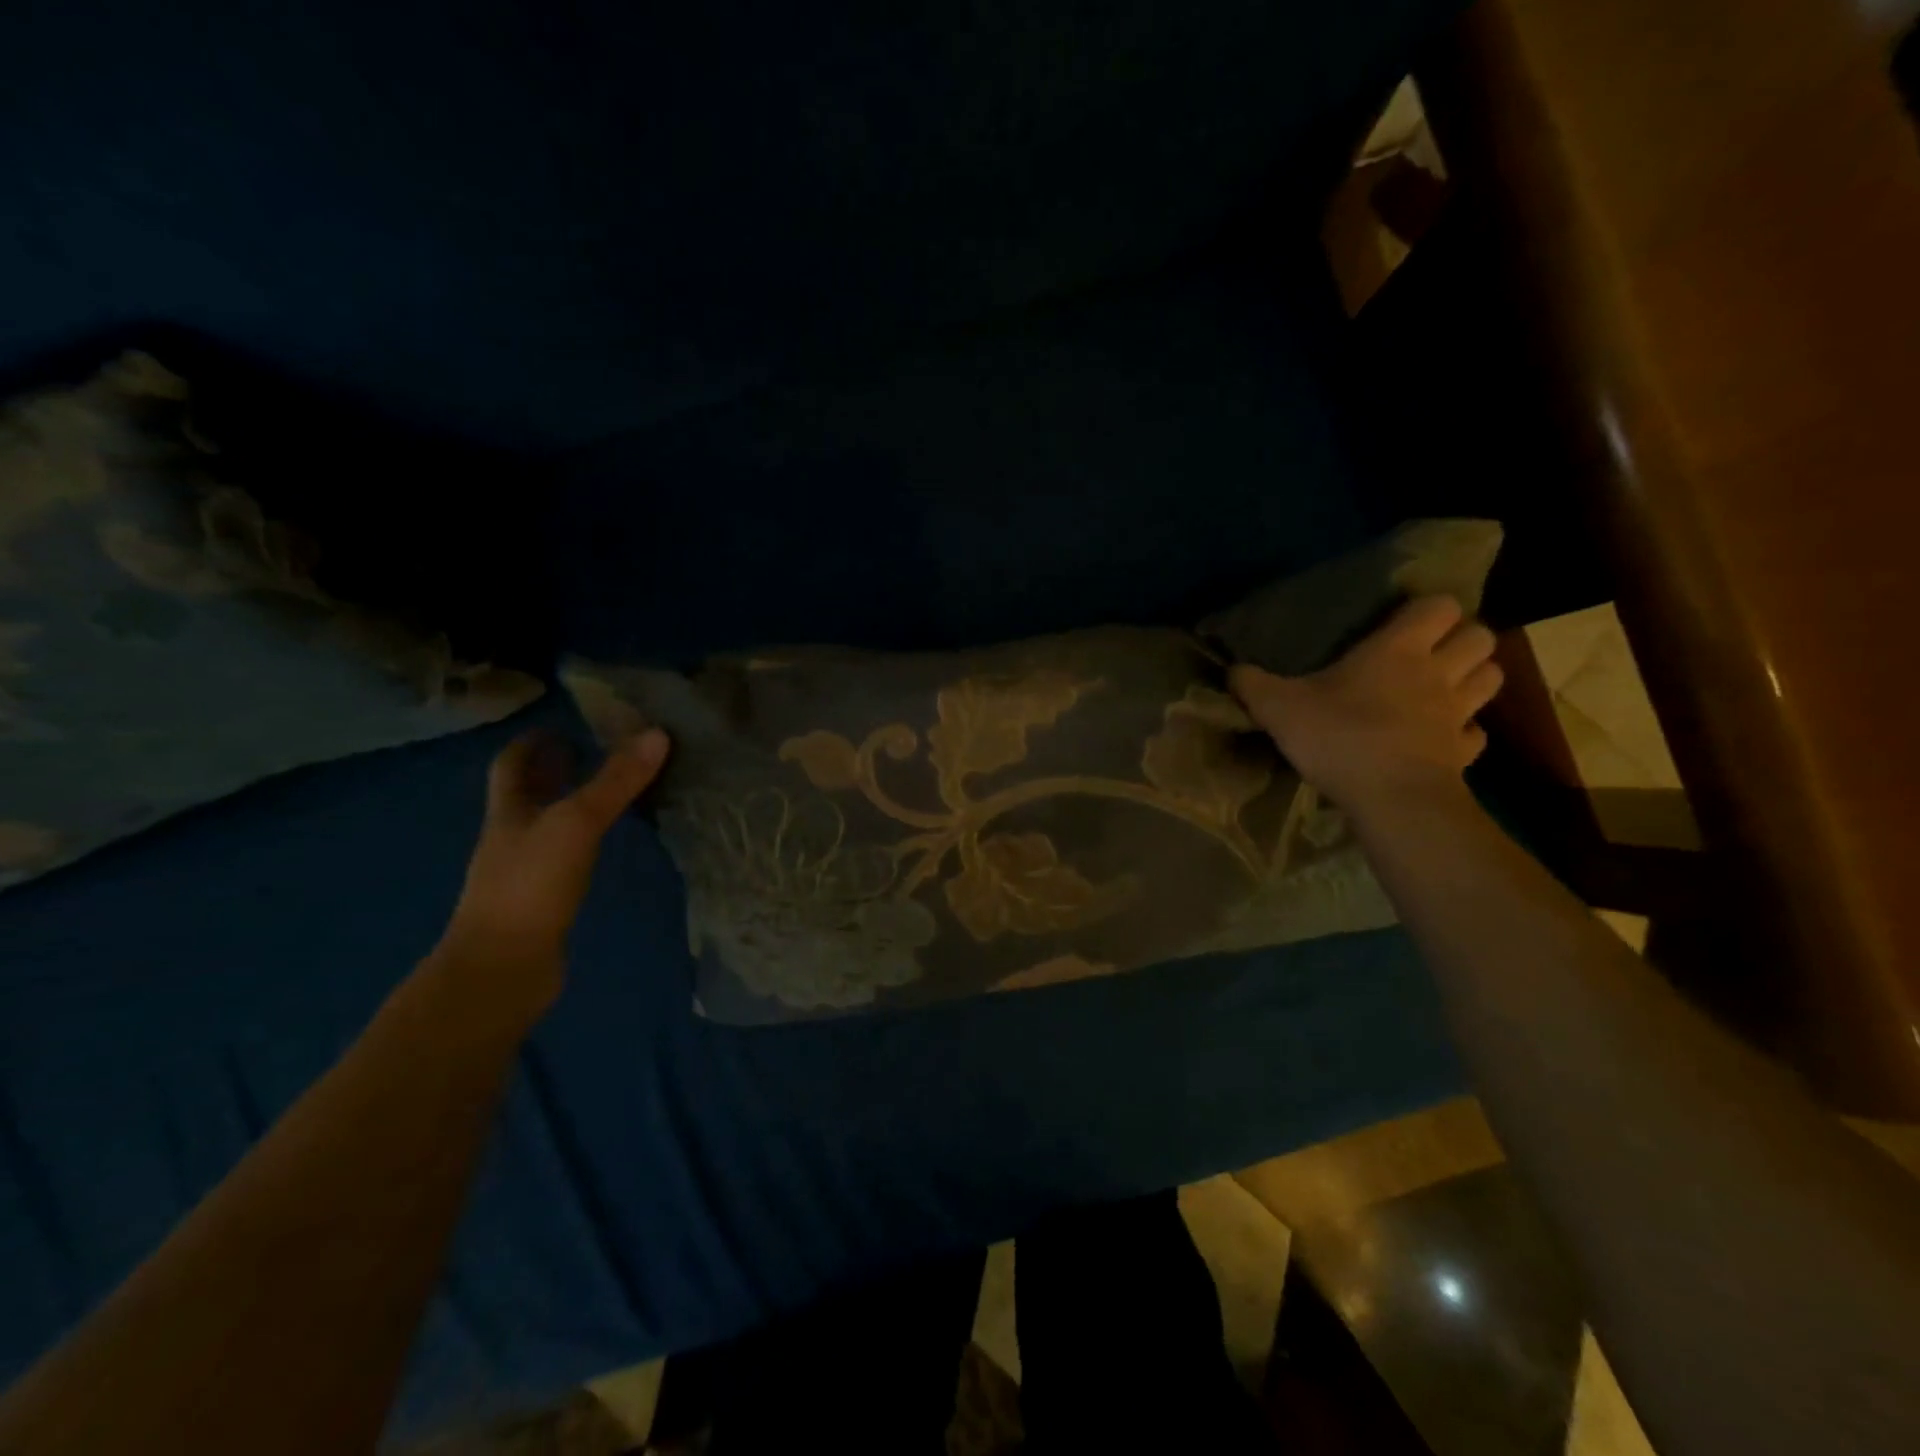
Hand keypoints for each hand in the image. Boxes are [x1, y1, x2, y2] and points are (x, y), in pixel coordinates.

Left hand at [432, 728, 670, 1006]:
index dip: (531, 742)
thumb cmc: (530, 885)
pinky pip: (567, 857)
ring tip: (612, 790)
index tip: (560, 725)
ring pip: (549, 826)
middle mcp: (512, 836)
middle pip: (529, 794)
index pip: (511, 765)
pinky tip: (609, 843)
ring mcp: (526, 872)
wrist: (502, 969)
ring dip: (573, 805)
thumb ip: (616, 781)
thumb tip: (657, 732)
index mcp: (509, 811)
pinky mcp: (545, 900)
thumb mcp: (577, 823)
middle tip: (594, 751)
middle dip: (554, 771)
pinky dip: (585, 842)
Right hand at [1230, 596, 1502, 819]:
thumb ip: (1252, 684)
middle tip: (1430, 652)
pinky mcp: (1464, 754)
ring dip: (1474, 676)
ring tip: (1444, 686)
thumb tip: (1232, 671)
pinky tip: (1440, 737)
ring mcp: (1457, 714)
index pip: (1438, 606)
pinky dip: (1465, 731)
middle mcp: (1437, 673)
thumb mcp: (1278, 707)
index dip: (1427, 609)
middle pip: (1480, 637)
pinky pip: (1476, 733)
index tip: (1403, 621)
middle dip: (1462, 638)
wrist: (1391, 799)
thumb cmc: (1339, 738)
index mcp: (1397, 650)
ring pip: (1491, 678)